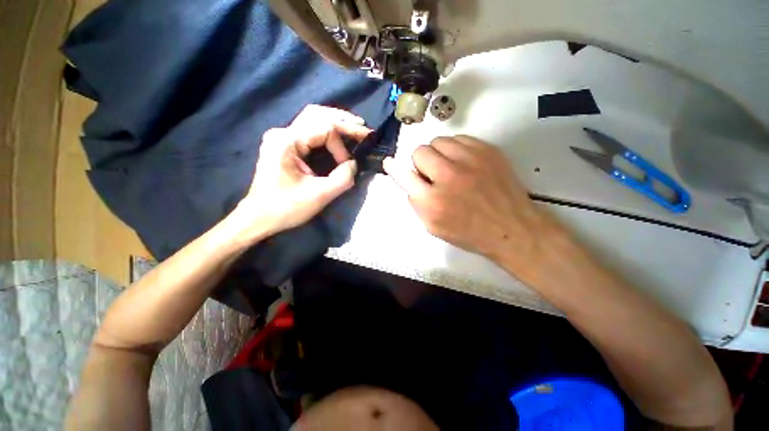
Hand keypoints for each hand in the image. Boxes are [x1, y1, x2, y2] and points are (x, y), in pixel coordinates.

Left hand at [234, 105, 370, 240]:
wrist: (259, 218)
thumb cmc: (286, 208)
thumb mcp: (320, 195)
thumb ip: (343, 178)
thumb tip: (354, 164)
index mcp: (286, 142)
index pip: (324, 128)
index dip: (342, 145)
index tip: (349, 164)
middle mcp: (282, 133)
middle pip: (317, 114)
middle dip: (343, 120)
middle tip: (363, 127)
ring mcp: (281, 138)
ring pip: (312, 119)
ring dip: (335, 122)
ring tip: (354, 127)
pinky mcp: (284, 146)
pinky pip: (308, 131)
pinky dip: (326, 131)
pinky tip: (337, 136)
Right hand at [384, 135, 555, 270]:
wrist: (511, 228)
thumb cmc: (469, 232)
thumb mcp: (434, 227)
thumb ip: (416, 203)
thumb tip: (407, 180)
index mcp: (433, 201)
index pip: (405, 175)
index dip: (395, 168)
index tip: (390, 163)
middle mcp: (448, 176)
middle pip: (420, 151)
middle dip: (421, 163)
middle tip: (432, 175)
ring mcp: (469, 160)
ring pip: (438, 141)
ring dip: (438, 154)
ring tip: (448, 167)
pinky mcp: (487, 150)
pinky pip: (459, 138)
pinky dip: (455, 149)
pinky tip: (463, 163)